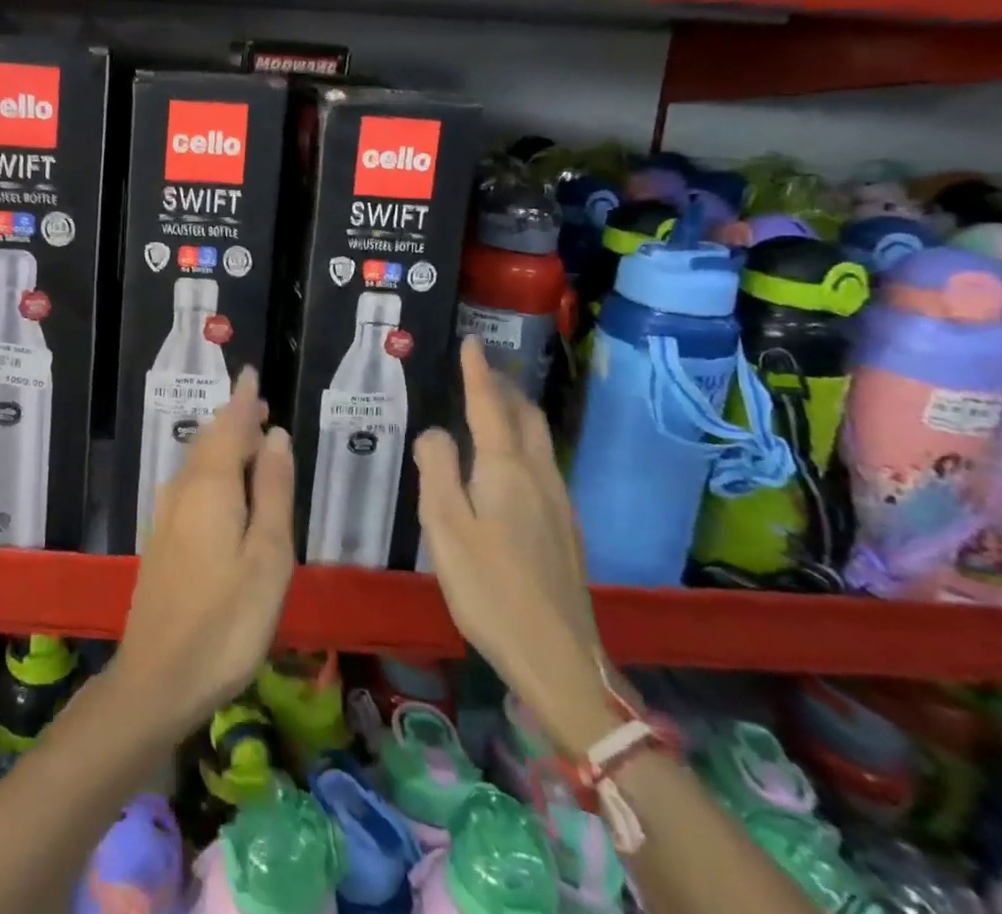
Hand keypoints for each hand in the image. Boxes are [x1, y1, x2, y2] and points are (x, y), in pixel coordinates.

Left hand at [112, 368, 295, 738]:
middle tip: (260, 407)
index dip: (244, 400)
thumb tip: (276, 435)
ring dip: (221, 444)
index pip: (229, 427)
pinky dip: (211, 470)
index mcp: (211, 486)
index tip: (252, 374)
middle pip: (209, 440)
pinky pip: (190, 484)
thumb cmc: (227, 620)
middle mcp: (183, 490)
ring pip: (197, 462)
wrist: (158, 677)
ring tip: (247, 439)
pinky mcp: (162, 539)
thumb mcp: (268, 557)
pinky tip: (221, 487)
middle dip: (234, 419)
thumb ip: (273, 492)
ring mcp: (167, 515)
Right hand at [415, 340, 615, 757]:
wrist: (560, 658)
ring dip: (517, 413)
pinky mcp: (565, 530)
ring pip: (539, 441)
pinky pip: (543, 464)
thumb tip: (436, 432)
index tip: (472, 342)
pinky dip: (524, 442)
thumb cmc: (490, 588)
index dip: (479, 372)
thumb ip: (437, 469)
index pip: (490, 406)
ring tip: (496, 404)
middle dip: (505, 387)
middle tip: (482, 369)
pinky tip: (511, 461)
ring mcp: (559, 504)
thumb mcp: (445, 526)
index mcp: (506, 469)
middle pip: (526, 418)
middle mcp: (539, 476)